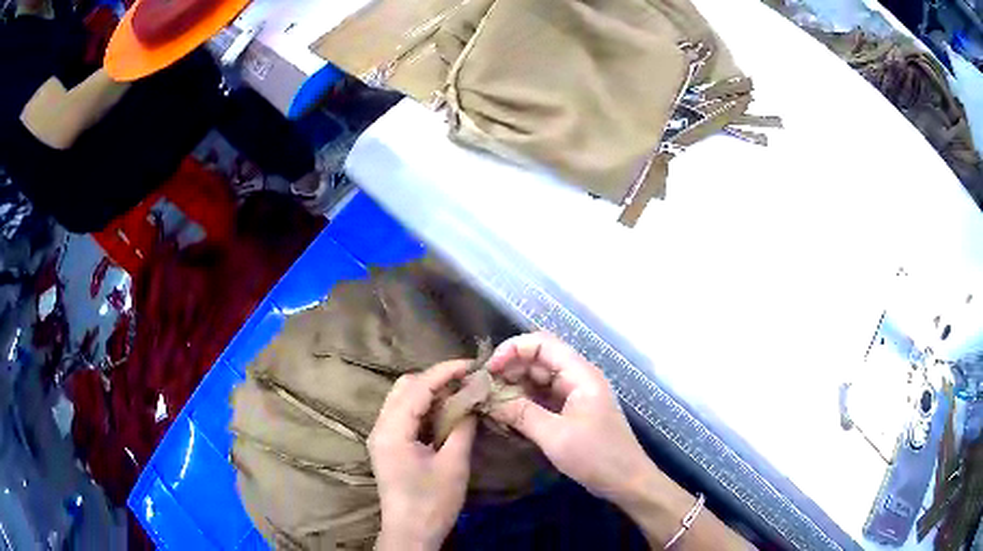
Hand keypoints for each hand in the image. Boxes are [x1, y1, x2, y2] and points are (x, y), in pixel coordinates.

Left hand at [369, 360, 477, 550]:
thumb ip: (462, 427)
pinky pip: (404, 415)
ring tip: (459, 393)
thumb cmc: (432, 502)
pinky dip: (424, 407)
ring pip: (403, 399)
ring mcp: (381, 436)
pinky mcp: (388, 446)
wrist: (411, 532)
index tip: (471, 365)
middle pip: (405, 387)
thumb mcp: (453, 464)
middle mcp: (381, 427)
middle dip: (435, 379)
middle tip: (466, 380)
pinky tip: (445, 412)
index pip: (418, 388)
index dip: (445, 372)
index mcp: (392, 430)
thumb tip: (471, 400)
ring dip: (429, 392)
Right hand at [485, 332, 654, 503]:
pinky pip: (543, 399)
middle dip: (510, 369)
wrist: (626, 481)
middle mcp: (577, 378)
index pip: (542, 343)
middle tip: (483, 389)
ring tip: (489, 401)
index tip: (489, 370)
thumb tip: (487, 399)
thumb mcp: (555, 435)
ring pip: (538, 380)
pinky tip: (505, 413)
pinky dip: (524, 402)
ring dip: (515, 387)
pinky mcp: (571, 413)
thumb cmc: (596, 455)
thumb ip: (521, 413)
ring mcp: (574, 396)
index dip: (513, 349)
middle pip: (539, 360)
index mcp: (580, 374)